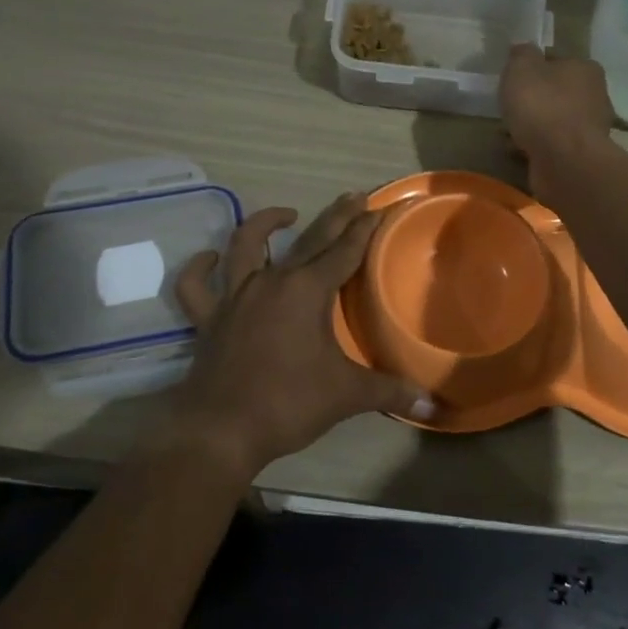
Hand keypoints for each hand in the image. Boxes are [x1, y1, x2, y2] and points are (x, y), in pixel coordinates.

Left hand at [172, 193, 434, 475]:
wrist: (220, 430)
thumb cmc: (288, 404)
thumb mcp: (346, 395)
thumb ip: (390, 392)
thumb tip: (432, 404)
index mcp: (307, 291)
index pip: (344, 251)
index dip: (364, 229)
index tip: (379, 208)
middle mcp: (271, 282)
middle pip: (309, 239)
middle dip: (335, 216)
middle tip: (353, 198)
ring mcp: (235, 296)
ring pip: (245, 245)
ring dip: (264, 223)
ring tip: (286, 214)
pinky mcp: (209, 318)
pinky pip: (196, 286)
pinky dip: (200, 268)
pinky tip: (210, 259)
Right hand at [500, 43, 614, 197]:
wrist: (564, 161)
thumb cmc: (543, 107)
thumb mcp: (522, 68)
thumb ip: (521, 54)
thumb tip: (523, 50)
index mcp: (586, 68)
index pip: (557, 61)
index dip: (534, 68)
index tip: (514, 80)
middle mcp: (595, 95)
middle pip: (558, 92)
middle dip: (535, 100)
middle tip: (510, 107)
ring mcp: (591, 128)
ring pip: (555, 120)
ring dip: (535, 126)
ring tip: (509, 133)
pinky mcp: (582, 155)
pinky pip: (554, 145)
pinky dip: (538, 146)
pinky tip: (519, 151)